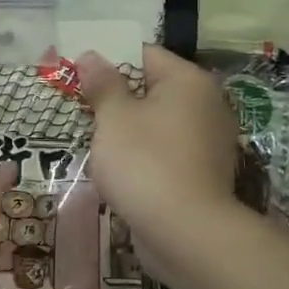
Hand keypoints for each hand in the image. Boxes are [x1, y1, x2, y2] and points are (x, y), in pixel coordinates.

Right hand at [76, 45, 240, 253]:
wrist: (187, 234)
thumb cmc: (145, 162)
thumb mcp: (114, 118)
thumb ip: (102, 84)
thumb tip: (91, 55)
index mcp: (188, 81)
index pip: (144, 54)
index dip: (109, 60)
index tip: (79, 75)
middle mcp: (207, 104)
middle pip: (152, 88)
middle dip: (116, 96)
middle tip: (80, 107)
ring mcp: (209, 141)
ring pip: (158, 122)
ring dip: (128, 128)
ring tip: (94, 139)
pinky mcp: (204, 173)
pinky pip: (166, 150)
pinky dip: (144, 154)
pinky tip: (119, 168)